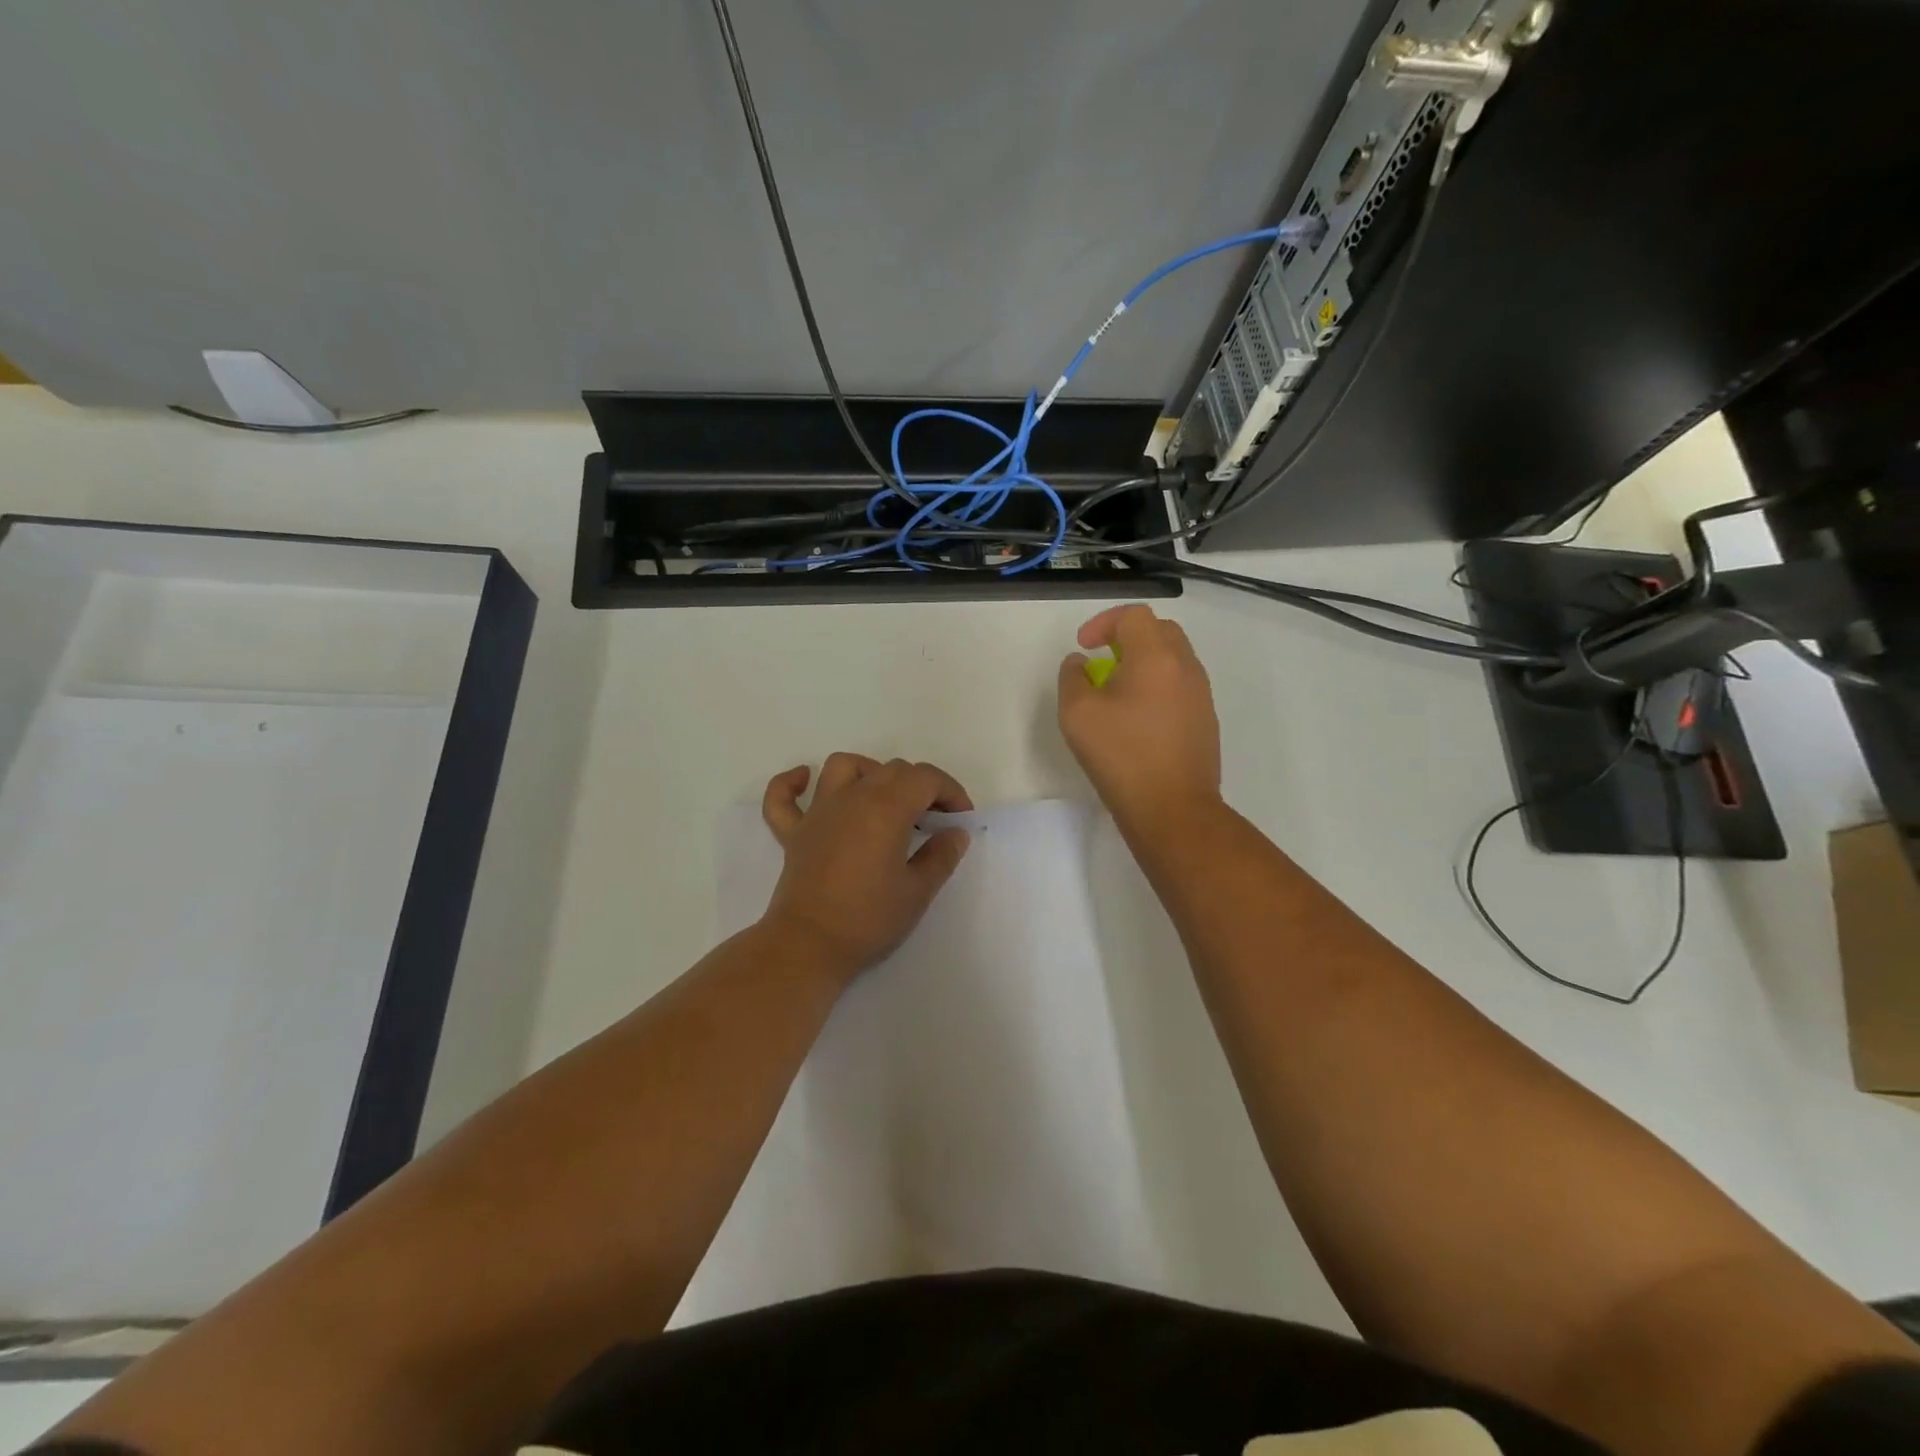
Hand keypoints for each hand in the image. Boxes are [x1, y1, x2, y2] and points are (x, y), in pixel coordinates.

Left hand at [759, 753, 973, 980]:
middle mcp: (852, 798)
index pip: (926, 779)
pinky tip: (804, 780)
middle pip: (892, 769)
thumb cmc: (869, 919)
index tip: (960, 819)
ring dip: (869, 772)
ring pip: (843, 766)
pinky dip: (793, 783)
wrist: (809, 946)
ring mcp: (818, 813)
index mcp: (887, 808)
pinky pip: (783, 796)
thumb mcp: (917, 892)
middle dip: (920, 786)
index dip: (950, 792)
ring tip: (884, 798)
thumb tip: (955, 834)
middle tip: (933, 820)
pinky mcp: (793, 833)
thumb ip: (941, 857)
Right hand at [1058, 604, 1222, 833]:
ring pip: (1173, 658)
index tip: (1084, 647)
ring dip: (1144, 662)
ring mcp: (1201, 694)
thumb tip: (1080, 664)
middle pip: (1159, 630)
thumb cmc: (1121, 756)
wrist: (1173, 809)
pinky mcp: (1206, 720)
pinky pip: (1180, 685)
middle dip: (1127, 637)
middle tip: (1103, 661)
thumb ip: (1072, 678)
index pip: (1134, 616)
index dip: (1103, 623)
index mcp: (1156, 657)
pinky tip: (1138, 718)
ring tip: (1117, 691)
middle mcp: (1185, 667)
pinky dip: (1157, 686)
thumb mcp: (1077, 714)